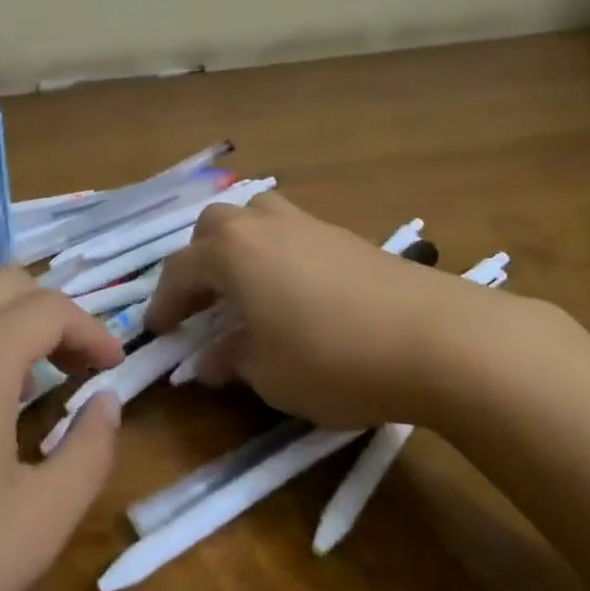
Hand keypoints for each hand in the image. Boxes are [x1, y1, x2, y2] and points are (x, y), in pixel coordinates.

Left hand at [0, 268, 124, 590]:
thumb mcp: (39, 524)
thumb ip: (89, 452)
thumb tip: (106, 403)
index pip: (51, 308)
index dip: (92, 330)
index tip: (113, 367)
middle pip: (6, 283)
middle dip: (51, 313)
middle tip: (74, 364)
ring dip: (5, 320)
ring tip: (25, 378)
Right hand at [144, 193, 513, 429]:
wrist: (433, 336)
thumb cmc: (332, 357)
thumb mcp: (268, 374)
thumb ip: (230, 361)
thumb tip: (208, 359)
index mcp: (230, 252)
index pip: (180, 271)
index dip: (164, 302)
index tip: (156, 330)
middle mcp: (260, 224)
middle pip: (213, 227)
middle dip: (199, 262)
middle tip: (202, 302)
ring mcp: (305, 223)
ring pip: (254, 216)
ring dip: (238, 245)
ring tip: (246, 284)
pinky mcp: (342, 234)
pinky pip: (290, 231)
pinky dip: (276, 252)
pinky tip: (294, 289)